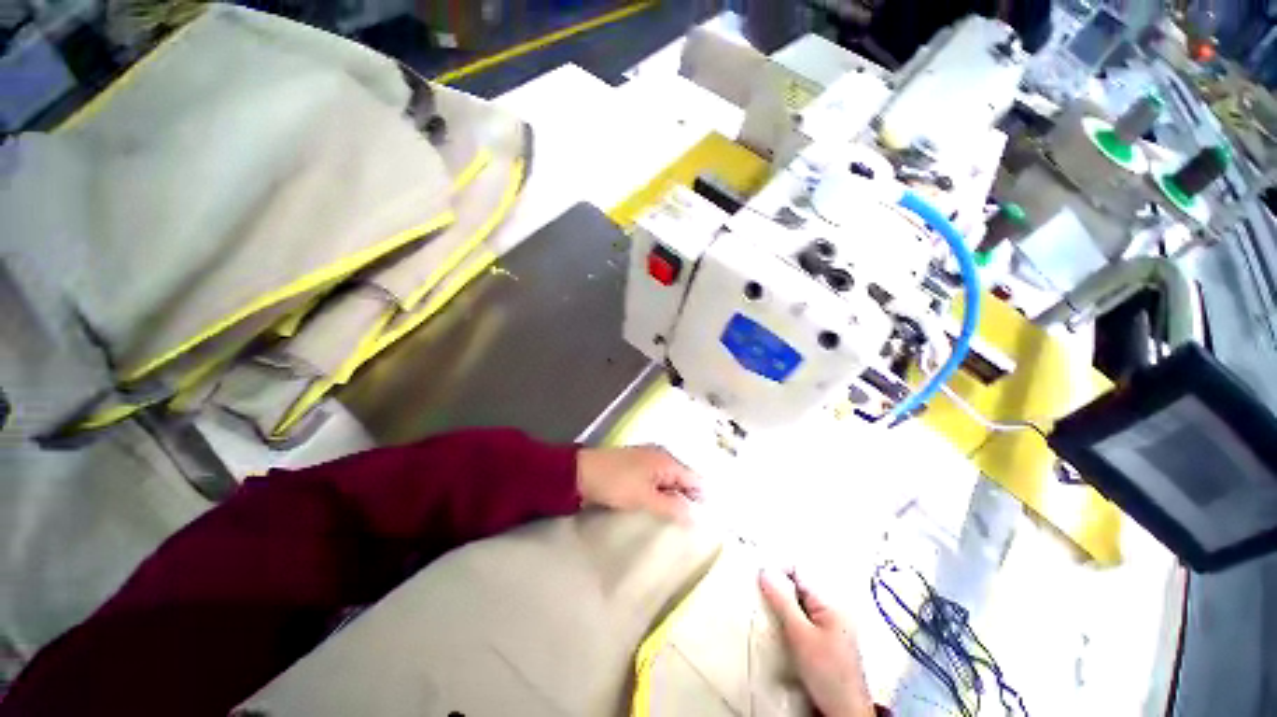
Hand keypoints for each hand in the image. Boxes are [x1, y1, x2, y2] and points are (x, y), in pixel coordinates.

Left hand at [575, 445, 702, 523]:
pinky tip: (658, 508)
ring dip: (672, 498)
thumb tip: (695, 517)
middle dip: (687, 499)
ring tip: (676, 521)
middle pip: (682, 480)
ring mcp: (647, 461)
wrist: (582, 473)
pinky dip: (659, 494)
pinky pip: (655, 482)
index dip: (700, 498)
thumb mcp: (645, 498)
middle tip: (691, 525)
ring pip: (668, 482)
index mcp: (666, 460)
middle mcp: (660, 457)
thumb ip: (671, 507)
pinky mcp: (635, 468)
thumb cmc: (616, 483)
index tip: (704, 522)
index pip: (693, 479)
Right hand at [760, 570, 874, 716]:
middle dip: (778, 588)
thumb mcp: (799, 635)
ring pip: (799, 601)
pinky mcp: (826, 638)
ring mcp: (830, 623)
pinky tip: (780, 627)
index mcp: (829, 601)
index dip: (777, 571)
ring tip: (767, 612)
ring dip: (782, 604)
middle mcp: (832, 607)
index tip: (758, 581)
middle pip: (798, 585)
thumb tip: (764, 571)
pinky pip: (803, 616)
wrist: (844, 712)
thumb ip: (782, 601)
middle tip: (759, 597)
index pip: (798, 570)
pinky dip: (789, 617)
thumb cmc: (826, 673)